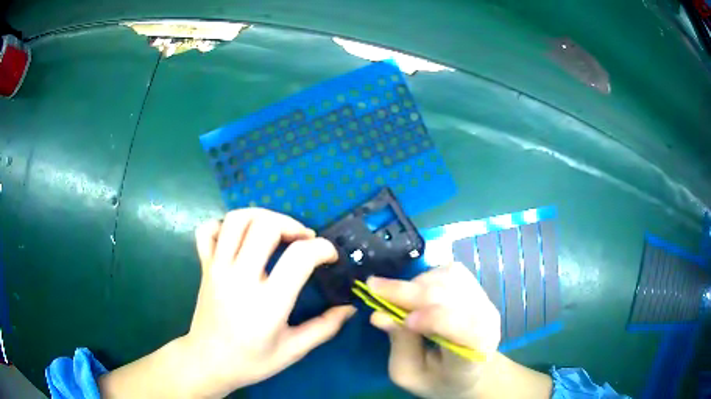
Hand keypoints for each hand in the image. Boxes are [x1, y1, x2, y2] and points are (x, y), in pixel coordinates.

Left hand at [186, 209, 355, 397]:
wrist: (208, 362)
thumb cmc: (252, 361)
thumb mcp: (293, 351)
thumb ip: (324, 328)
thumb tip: (349, 308)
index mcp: (268, 303)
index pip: (299, 257)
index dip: (322, 248)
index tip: (330, 256)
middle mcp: (240, 278)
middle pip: (266, 226)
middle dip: (292, 225)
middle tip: (303, 240)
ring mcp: (218, 269)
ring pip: (237, 220)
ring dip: (262, 216)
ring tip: (276, 230)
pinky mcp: (204, 266)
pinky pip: (208, 231)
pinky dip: (224, 224)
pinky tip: (240, 237)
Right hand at [366, 262, 500, 398]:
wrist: (470, 371)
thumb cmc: (439, 379)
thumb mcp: (411, 375)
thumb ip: (400, 346)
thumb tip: (380, 315)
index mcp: (475, 350)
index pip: (462, 327)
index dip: (431, 318)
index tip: (396, 318)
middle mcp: (486, 318)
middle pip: (449, 295)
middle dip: (408, 291)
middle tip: (373, 287)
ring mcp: (484, 300)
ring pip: (449, 277)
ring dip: (416, 283)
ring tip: (396, 296)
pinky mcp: (476, 288)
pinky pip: (451, 271)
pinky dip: (427, 276)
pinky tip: (415, 291)